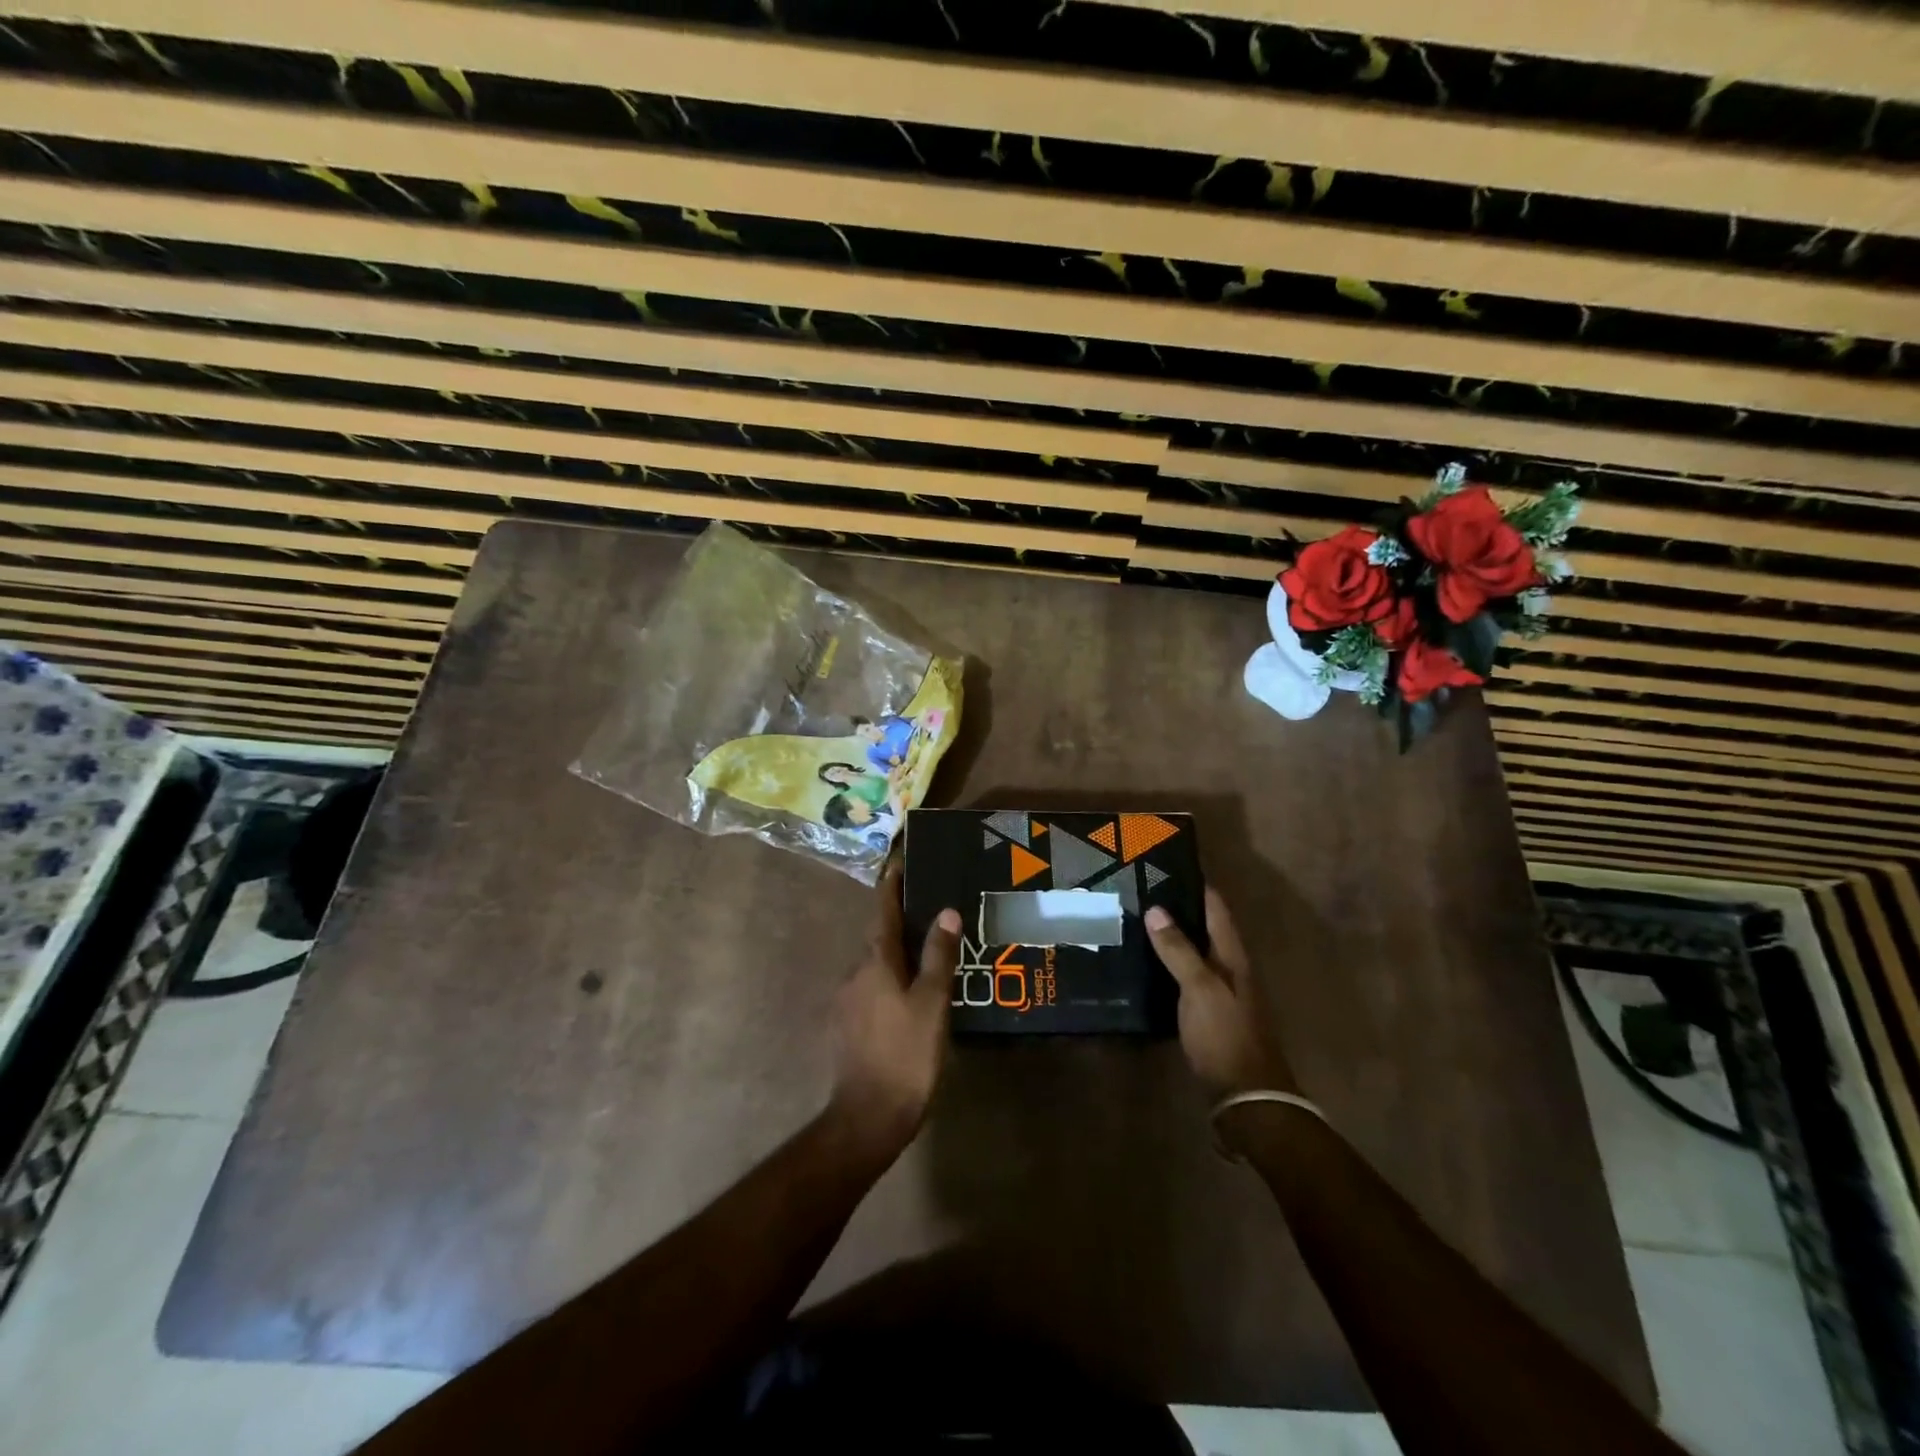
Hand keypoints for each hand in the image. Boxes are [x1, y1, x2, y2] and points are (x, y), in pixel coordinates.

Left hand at [828, 866, 961, 1161]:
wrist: (868, 1117)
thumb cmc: (905, 1053)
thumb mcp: (931, 1003)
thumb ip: (938, 956)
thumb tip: (945, 912)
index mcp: (875, 962)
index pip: (883, 911)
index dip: (891, 886)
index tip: (898, 861)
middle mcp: (854, 973)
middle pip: (879, 938)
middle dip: (900, 923)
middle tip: (929, 912)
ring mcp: (847, 1001)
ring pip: (876, 966)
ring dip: (897, 956)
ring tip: (927, 955)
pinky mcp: (847, 1026)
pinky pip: (872, 989)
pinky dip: (891, 981)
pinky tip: (910, 996)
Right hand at [1145, 889, 1298, 1098]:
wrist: (1245, 1098)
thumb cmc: (1224, 1035)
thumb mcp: (1200, 988)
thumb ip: (1178, 950)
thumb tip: (1157, 908)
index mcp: (1233, 957)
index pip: (1216, 909)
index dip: (1195, 885)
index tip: (1166, 864)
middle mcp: (1230, 969)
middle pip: (1204, 929)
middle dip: (1178, 908)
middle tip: (1140, 890)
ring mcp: (1220, 994)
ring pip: (1194, 953)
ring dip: (1171, 937)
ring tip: (1136, 921)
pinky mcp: (1207, 1015)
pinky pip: (1185, 978)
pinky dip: (1168, 965)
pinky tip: (1145, 966)